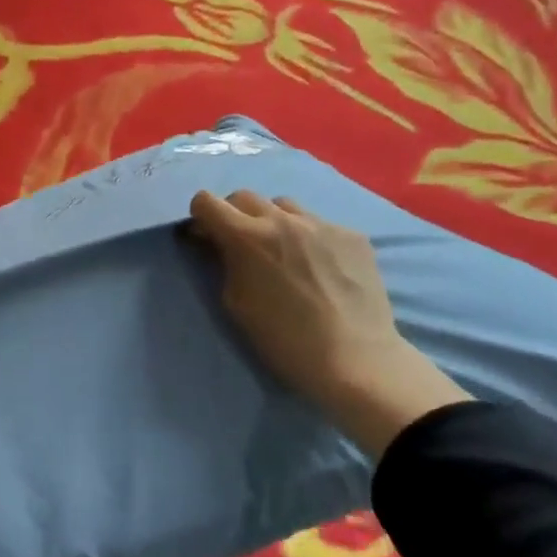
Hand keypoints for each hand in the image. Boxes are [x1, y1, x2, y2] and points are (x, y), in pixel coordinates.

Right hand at [188, 190, 468, 455]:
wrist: (355, 360)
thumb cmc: (283, 339)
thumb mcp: (235, 302)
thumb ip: (223, 263)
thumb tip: (218, 244)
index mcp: (246, 237)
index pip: (206, 201)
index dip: (201, 218)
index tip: (206, 237)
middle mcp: (282, 219)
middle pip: (243, 196)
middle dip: (234, 215)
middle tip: (241, 245)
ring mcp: (321, 224)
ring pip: (283, 205)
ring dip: (273, 221)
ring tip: (283, 251)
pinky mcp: (353, 235)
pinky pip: (319, 224)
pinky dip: (309, 237)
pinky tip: (320, 266)